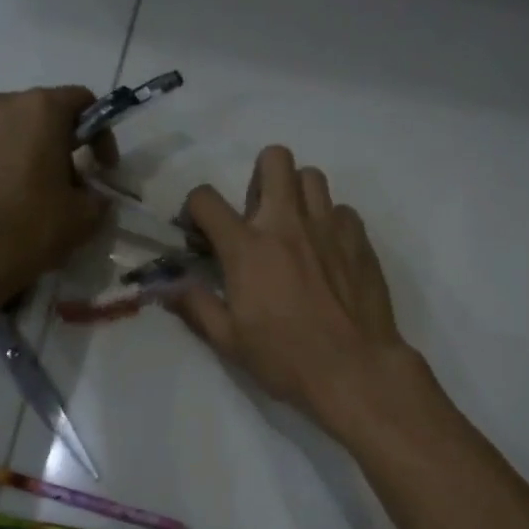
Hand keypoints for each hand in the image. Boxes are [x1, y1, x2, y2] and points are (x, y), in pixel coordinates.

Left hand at [0, 86, 114, 307]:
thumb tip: (90, 194)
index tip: (102, 167)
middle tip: (63, 183)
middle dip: (55, 144)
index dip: (100, 133)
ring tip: (22, 198)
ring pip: (1, 136)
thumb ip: (97, 196)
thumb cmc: (31, 231)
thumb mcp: (86, 218)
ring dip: (18, 157)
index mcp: (38, 111)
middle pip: (37, 115)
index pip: (82, 101)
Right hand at [174, 146, 411, 424]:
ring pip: (312, 176)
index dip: (194, 209)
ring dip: (296, 194)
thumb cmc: (286, 359)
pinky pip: (342, 210)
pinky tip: (328, 252)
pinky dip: (330, 222)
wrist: (354, 370)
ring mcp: (328, 227)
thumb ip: (196, 305)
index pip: (206, 198)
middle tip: (257, 217)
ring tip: (294, 229)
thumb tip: (168, 286)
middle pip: (273, 158)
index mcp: (248, 248)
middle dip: (258, 177)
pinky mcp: (360, 239)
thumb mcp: (229, 341)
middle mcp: (287, 223)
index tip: (200, 232)